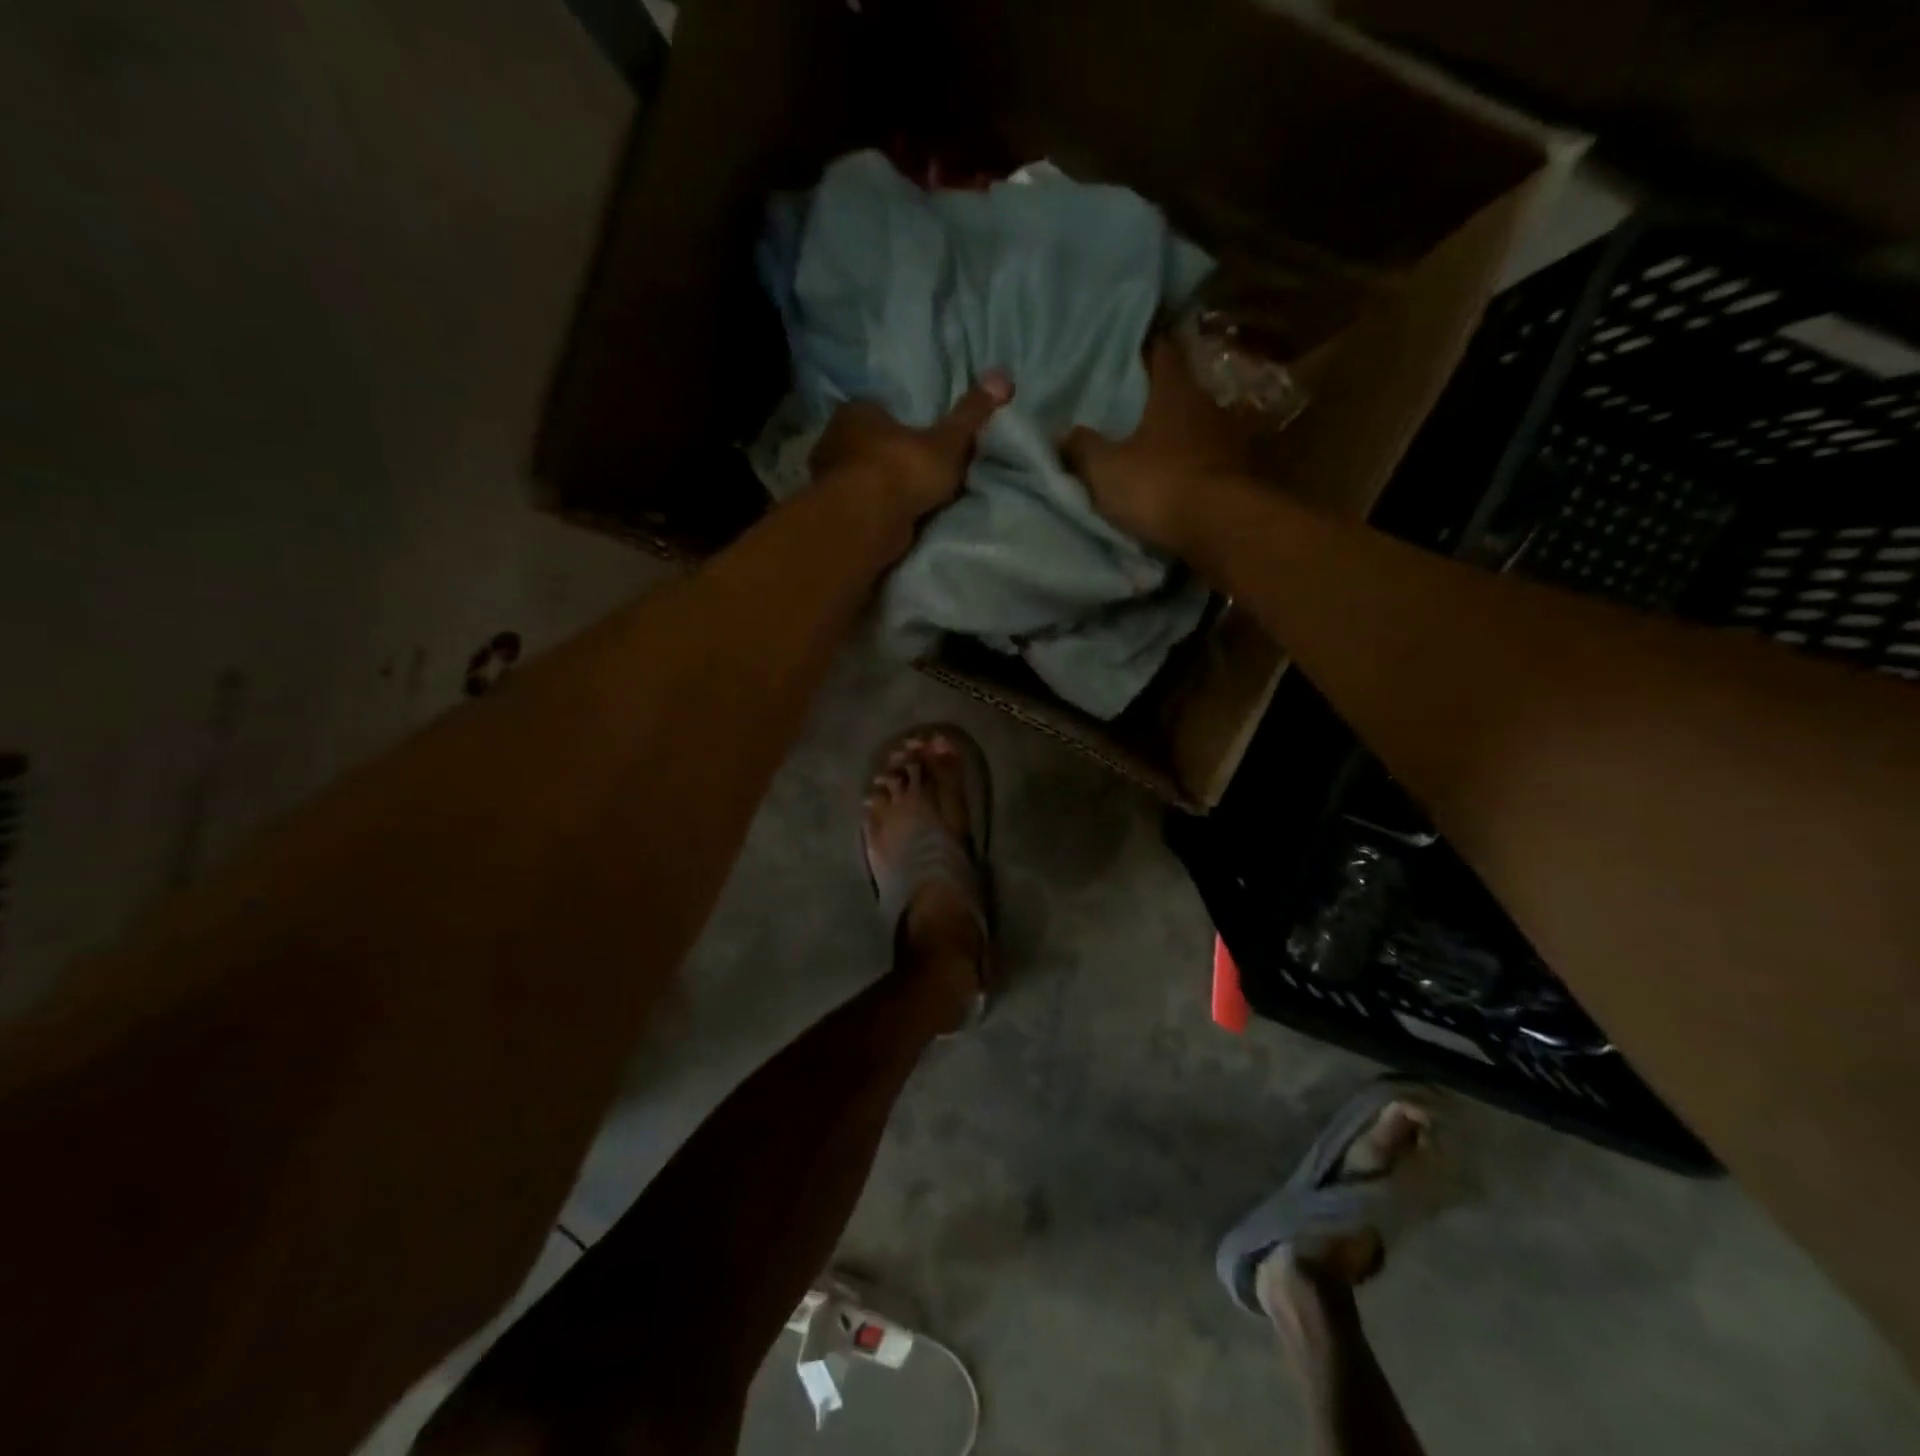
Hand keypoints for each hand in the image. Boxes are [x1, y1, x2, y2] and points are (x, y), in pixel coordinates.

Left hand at [811, 372, 1013, 524]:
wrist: (866, 522)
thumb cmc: (902, 470)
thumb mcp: (947, 442)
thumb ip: (971, 416)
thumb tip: (1003, 377)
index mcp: (857, 412)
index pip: (877, 410)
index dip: (898, 423)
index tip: (918, 439)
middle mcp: (833, 441)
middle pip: (866, 445)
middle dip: (886, 456)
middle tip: (915, 470)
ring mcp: (827, 480)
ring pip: (859, 478)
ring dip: (878, 487)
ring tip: (907, 499)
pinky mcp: (832, 514)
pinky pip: (858, 506)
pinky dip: (872, 511)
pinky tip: (891, 520)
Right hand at [1062, 336, 1250, 555]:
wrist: (1221, 529)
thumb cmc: (1159, 487)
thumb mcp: (1105, 471)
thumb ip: (1083, 448)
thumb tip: (1063, 432)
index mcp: (1175, 392)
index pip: (1162, 352)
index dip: (1147, 349)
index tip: (1132, 350)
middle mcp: (1208, 405)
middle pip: (1182, 392)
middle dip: (1161, 399)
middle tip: (1135, 408)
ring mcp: (1231, 440)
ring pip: (1199, 428)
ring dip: (1180, 437)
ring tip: (1155, 448)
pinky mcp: (1243, 474)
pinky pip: (1212, 462)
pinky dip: (1196, 467)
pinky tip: (1180, 479)